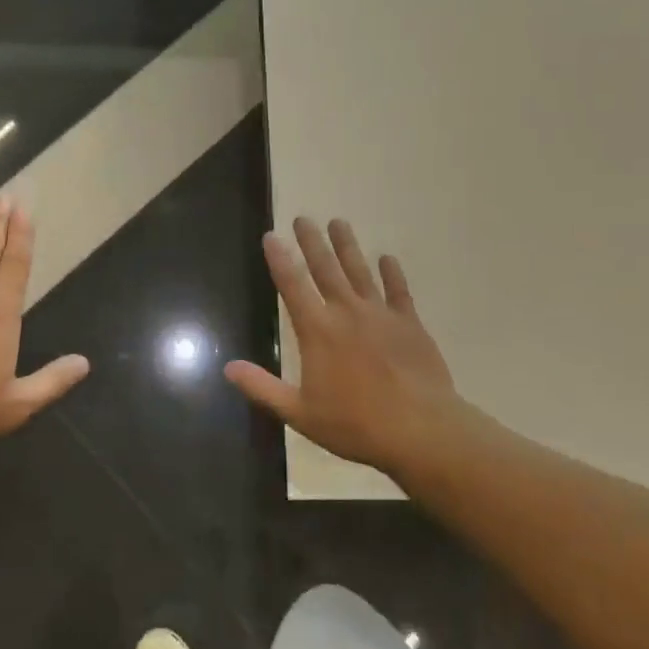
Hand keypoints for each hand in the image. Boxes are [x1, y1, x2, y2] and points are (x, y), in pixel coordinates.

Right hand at [225, 218, 455, 477]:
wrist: (420, 429)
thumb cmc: (355, 424)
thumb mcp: (299, 413)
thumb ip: (262, 388)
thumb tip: (228, 367)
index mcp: (317, 330)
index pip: (292, 285)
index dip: (279, 259)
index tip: (271, 236)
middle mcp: (346, 312)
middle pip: (325, 268)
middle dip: (312, 242)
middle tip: (303, 218)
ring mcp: (381, 314)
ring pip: (360, 271)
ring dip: (347, 246)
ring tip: (338, 222)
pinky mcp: (410, 323)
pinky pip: (399, 291)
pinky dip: (392, 273)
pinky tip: (388, 258)